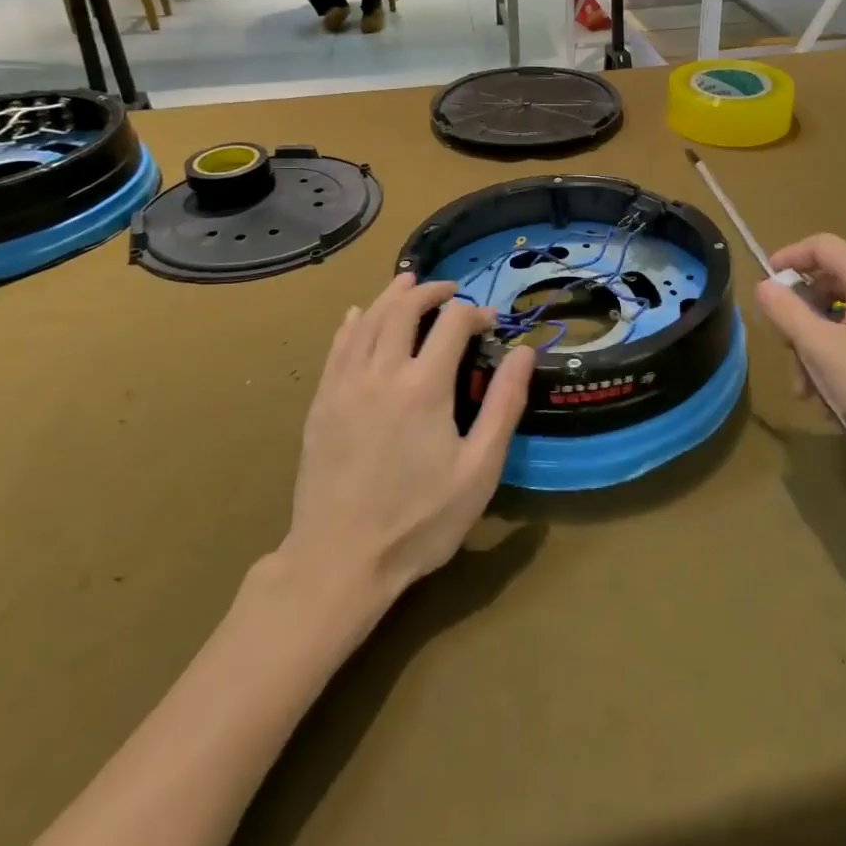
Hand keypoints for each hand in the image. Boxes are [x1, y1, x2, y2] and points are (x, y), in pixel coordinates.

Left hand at [280, 274, 534, 606]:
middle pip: (404, 309)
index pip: (452, 323)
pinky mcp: (321, 402)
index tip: (490, 323)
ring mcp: (345, 385)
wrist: (338, 562)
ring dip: (390, 296)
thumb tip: (524, 353)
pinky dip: (353, 322)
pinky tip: (358, 315)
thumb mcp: (479, 470)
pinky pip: (337, 347)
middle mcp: (381, 372)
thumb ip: (503, 405)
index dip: (474, 313)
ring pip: (366, 320)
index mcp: (424, 386)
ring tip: (408, 284)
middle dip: (430, 291)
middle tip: (450, 290)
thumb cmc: (419, 520)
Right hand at [755, 234, 845, 478]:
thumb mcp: (826, 351)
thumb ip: (788, 313)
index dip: (788, 259)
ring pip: (843, 319)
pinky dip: (843, 363)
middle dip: (800, 321)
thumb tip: (763, 285)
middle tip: (788, 357)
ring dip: (818, 351)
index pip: (820, 246)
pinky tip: (840, 405)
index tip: (764, 288)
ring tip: (812, 397)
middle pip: (828, 286)